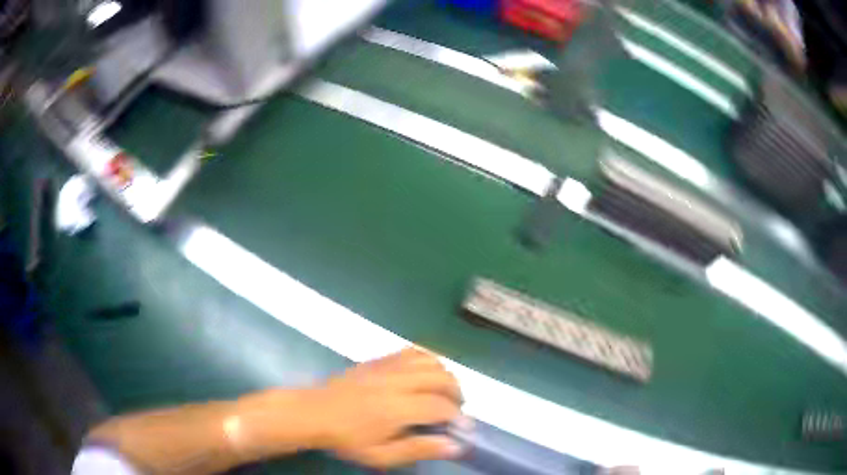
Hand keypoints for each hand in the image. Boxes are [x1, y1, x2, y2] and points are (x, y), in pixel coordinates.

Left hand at [312, 348, 465, 467]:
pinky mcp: (380, 359)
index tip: (462, 429)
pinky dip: (429, 361)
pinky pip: (414, 351)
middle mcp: (396, 382)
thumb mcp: (380, 455)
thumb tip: (455, 445)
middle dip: (457, 395)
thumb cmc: (346, 439)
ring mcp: (387, 366)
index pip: (441, 407)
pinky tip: (426, 376)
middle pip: (442, 378)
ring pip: (432, 361)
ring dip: (446, 377)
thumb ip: (418, 449)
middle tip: (454, 413)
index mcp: (396, 408)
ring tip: (443, 395)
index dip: (458, 418)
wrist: (313, 412)